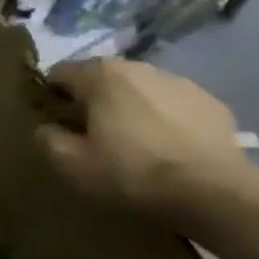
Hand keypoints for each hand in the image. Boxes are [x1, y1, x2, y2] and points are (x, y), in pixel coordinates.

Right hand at [38, 59, 252, 219]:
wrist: (213, 191)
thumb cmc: (131, 172)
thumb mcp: (72, 164)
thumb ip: (48, 139)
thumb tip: (45, 128)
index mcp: (101, 76)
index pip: (60, 72)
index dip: (50, 95)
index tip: (52, 120)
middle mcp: (139, 67)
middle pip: (101, 77)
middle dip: (90, 98)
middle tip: (88, 132)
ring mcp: (180, 82)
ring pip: (139, 88)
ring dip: (128, 106)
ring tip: (130, 141)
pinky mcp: (211, 102)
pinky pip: (171, 104)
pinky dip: (161, 118)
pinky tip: (164, 147)